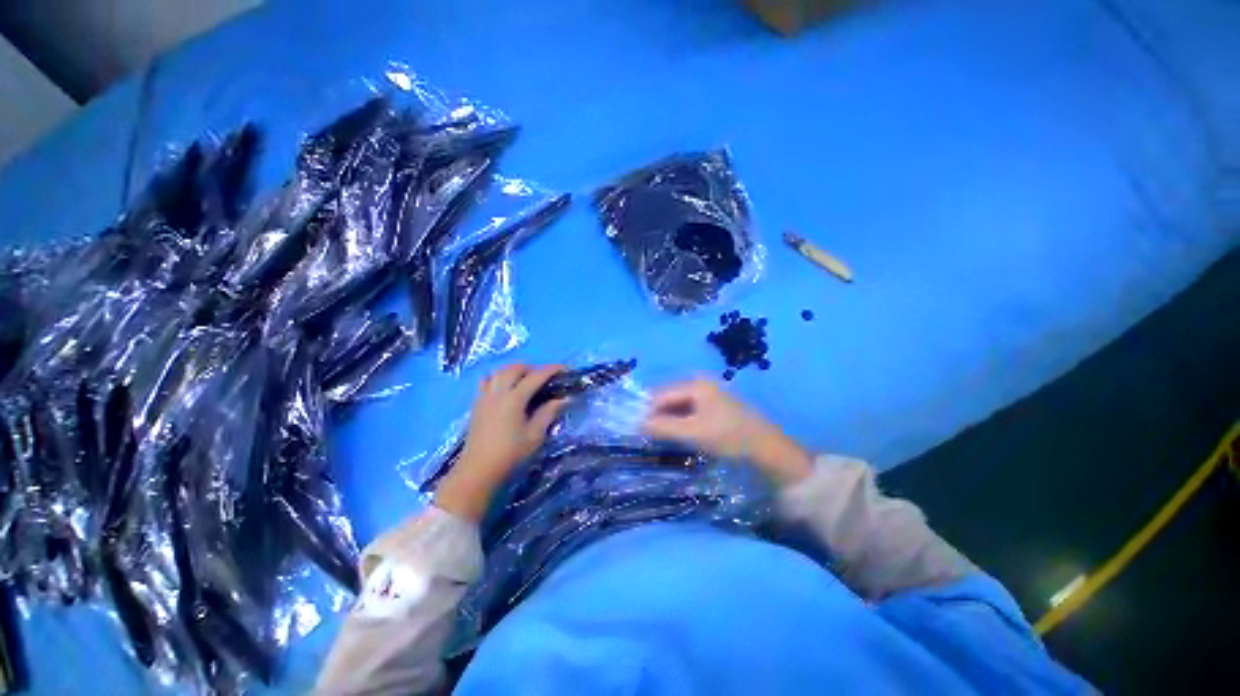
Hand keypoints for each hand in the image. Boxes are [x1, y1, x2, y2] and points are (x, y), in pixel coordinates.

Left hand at [437, 364, 568, 519]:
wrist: (477, 472)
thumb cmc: (510, 455)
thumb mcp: (535, 435)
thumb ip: (549, 412)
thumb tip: (564, 398)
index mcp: (514, 399)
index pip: (536, 376)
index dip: (552, 370)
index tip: (566, 369)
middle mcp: (497, 392)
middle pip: (515, 368)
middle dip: (532, 368)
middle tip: (545, 378)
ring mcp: (484, 397)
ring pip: (498, 372)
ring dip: (514, 371)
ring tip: (525, 380)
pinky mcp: (476, 405)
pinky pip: (487, 381)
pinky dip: (499, 378)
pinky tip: (506, 389)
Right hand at [643, 379, 813, 485]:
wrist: (767, 448)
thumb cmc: (729, 436)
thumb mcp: (693, 432)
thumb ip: (664, 426)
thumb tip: (638, 423)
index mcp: (695, 384)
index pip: (661, 395)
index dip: (647, 411)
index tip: (636, 430)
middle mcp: (700, 384)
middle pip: (670, 398)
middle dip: (658, 416)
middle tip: (649, 437)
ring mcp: (709, 395)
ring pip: (679, 406)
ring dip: (669, 421)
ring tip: (662, 439)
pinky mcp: (715, 407)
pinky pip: (690, 412)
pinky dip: (681, 423)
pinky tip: (679, 436)